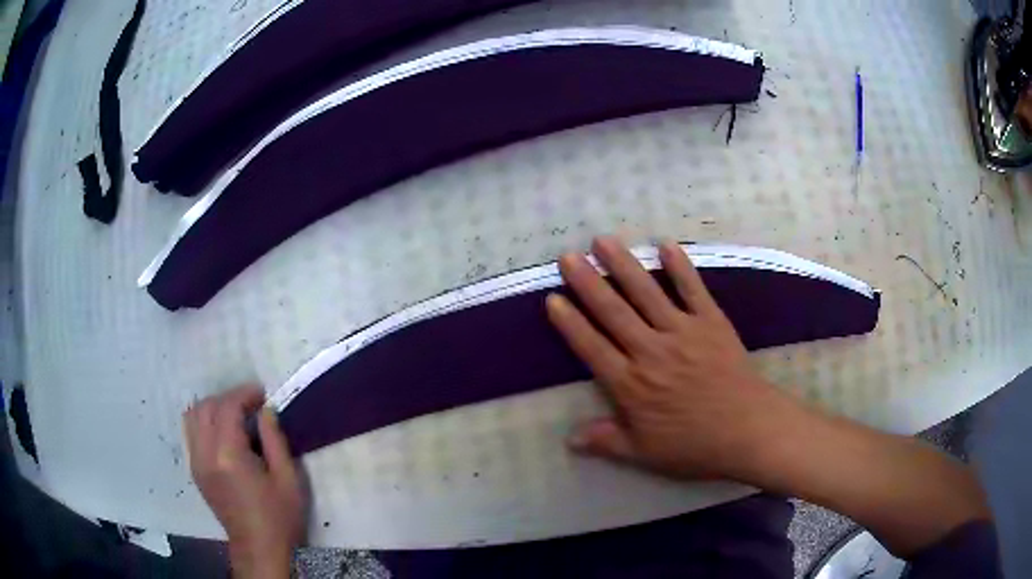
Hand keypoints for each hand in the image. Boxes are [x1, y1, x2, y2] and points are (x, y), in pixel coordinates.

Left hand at [184, 385, 304, 578]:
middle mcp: (205, 454)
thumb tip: (266, 411)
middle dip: (229, 398)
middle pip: (206, 406)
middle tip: (252, 405)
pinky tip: (223, 432)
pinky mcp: (195, 470)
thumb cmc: (279, 516)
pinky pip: (192, 432)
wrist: (258, 548)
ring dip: (213, 407)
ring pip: (193, 416)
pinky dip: (205, 421)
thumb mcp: (288, 479)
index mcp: (228, 456)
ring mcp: (196, 462)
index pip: (227, 407)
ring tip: (235, 415)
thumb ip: (275, 440)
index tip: (263, 395)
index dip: (244, 394)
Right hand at [547, 236, 804, 481]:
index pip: (592, 348)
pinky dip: (680, 267)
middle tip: (568, 256)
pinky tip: (665, 244)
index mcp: (632, 385)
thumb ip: (606, 442)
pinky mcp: (711, 323)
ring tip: (603, 240)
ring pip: (647, 293)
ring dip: (624, 265)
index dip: (570, 324)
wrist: (749, 431)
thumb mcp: (644, 454)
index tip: (552, 298)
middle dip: (588, 283)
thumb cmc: (695, 446)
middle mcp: (652, 351)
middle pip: (614, 312)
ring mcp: (683, 333)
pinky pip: (693, 290)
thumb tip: (569, 439)